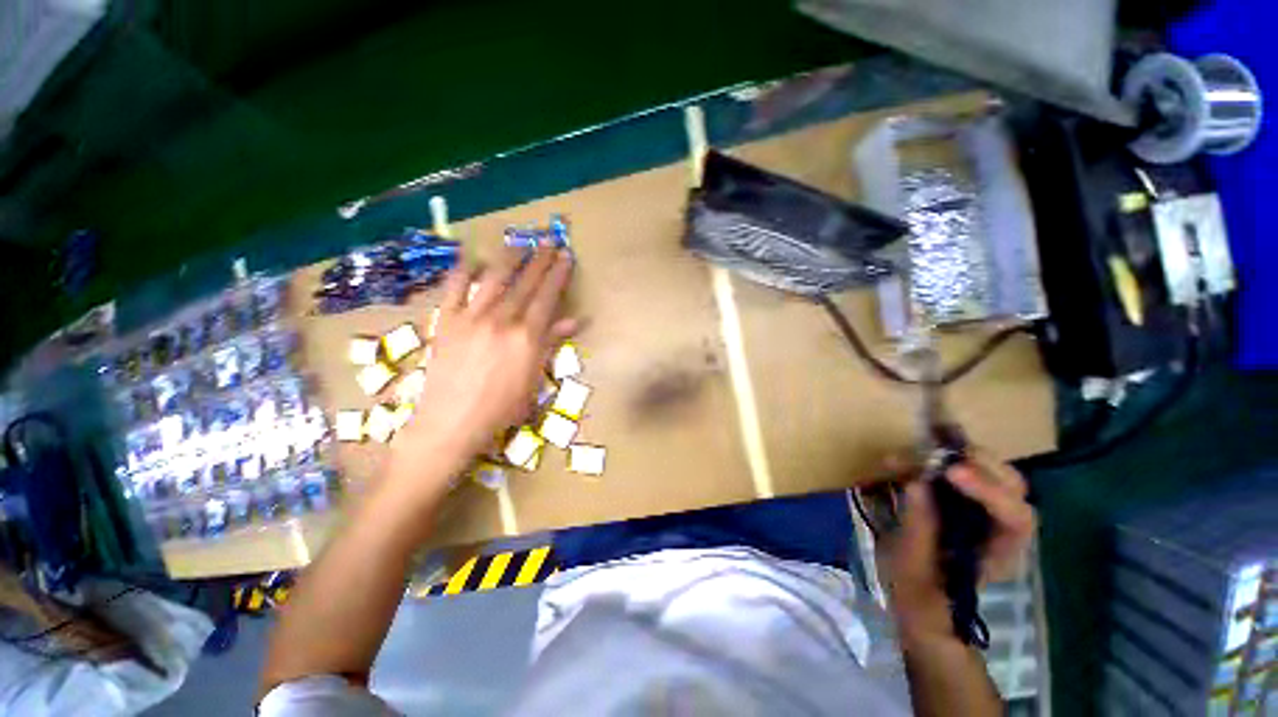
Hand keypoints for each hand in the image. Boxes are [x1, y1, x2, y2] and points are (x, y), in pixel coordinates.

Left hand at [389, 246, 576, 493]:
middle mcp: (502, 320)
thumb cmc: (502, 408)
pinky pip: (454, 289)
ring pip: (494, 279)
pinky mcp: (446, 321)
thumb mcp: (534, 378)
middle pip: (525, 283)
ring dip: (509, 257)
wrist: (452, 422)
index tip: (566, 257)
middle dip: (539, 259)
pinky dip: (463, 271)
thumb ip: (551, 344)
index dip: (558, 275)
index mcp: (527, 336)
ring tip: (520, 240)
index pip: (547, 297)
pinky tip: (472, 257)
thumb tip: (574, 321)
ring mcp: (471, 318)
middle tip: (549, 240)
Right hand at [884, 454, 1034, 642]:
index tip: (951, 472)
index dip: (989, 491)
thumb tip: (916, 483)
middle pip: (1012, 486)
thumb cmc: (920, 594)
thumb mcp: (914, 567)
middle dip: (979, 464)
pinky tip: (906, 460)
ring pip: (991, 473)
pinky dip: (935, 461)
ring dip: (955, 457)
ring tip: (915, 454)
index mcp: (1000, 554)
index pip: (1016, 518)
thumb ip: (919, 527)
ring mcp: (984, 512)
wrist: (920, 603)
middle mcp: (1001, 529)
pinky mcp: (962, 502)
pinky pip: (961, 472)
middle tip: (937, 453)